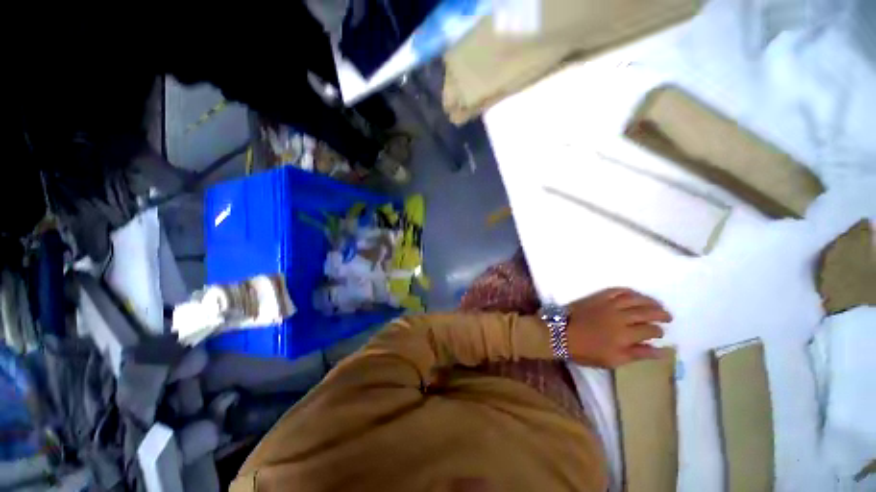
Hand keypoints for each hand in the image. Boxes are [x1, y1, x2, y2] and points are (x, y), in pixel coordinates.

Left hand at [565, 288, 671, 367]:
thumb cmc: (585, 351)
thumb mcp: (613, 360)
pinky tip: (633, 294)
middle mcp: (620, 317)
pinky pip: (616, 291)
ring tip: (656, 304)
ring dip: (648, 300)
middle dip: (661, 313)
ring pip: (634, 299)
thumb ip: (637, 354)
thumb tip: (661, 351)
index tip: (660, 333)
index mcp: (625, 335)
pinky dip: (628, 291)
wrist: (561, 333)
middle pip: (647, 312)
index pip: (650, 330)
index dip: (659, 331)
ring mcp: (608, 305)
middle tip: (668, 316)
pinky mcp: (597, 297)